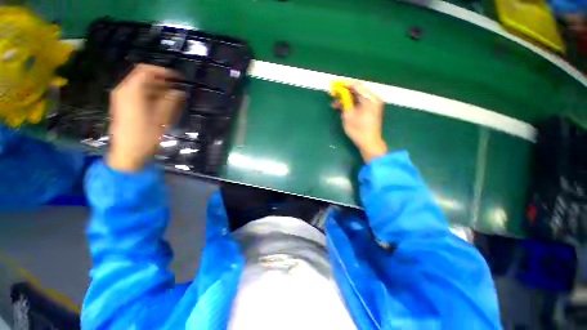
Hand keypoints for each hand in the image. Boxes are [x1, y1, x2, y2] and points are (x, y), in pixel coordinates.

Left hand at [107, 64, 185, 171]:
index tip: (178, 78)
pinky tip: (162, 103)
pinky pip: (138, 94)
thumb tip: (178, 91)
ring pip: (141, 86)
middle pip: (143, 77)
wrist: (128, 152)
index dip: (163, 72)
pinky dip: (151, 95)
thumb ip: (170, 101)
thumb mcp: (161, 117)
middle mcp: (124, 90)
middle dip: (161, 80)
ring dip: (157, 88)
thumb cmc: (145, 135)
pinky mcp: (124, 106)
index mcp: (131, 90)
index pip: (146, 70)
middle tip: (177, 88)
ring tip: (173, 97)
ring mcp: (122, 98)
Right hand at [333, 82, 387, 162]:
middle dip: (344, 92)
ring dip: (347, 99)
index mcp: (370, 99)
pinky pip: (360, 102)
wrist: (369, 142)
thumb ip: (344, 102)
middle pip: (358, 90)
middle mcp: (374, 98)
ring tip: (335, 104)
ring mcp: (374, 104)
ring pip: (358, 97)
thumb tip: (340, 93)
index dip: (344, 85)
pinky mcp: (372, 109)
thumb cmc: (358, 130)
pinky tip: (343, 107)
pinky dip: (352, 103)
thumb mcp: (348, 115)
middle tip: (333, 95)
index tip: (334, 86)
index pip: (356, 86)